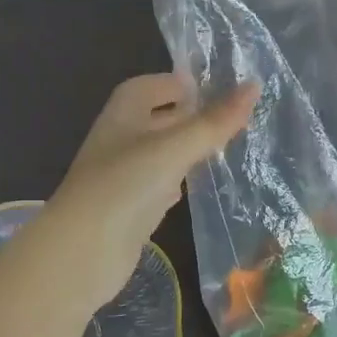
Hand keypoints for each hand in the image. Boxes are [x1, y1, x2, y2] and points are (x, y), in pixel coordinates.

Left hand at [41, 75, 258, 308]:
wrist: (82, 252)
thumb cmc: (125, 186)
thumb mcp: (174, 148)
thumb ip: (214, 121)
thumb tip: (254, 85)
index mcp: (122, 115)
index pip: (148, 86)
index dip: (175, 83)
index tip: (211, 86)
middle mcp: (120, 140)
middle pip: (156, 119)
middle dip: (188, 116)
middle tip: (229, 117)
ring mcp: (123, 177)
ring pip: (159, 153)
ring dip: (186, 149)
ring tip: (223, 147)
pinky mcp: (129, 209)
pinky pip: (157, 185)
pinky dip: (177, 181)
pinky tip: (195, 186)